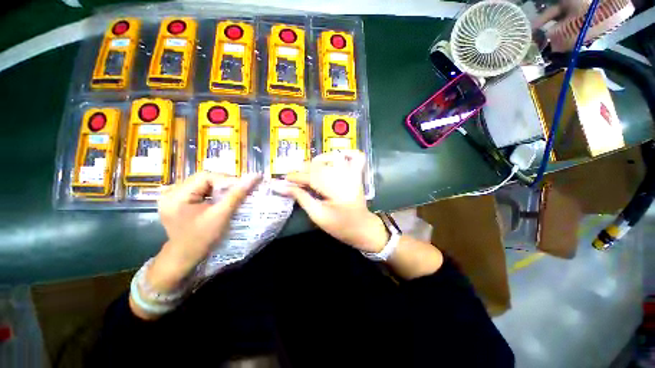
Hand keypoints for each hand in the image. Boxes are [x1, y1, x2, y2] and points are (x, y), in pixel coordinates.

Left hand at [149, 172, 260, 291]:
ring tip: (232, 195)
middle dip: (223, 184)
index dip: (227, 179)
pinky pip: (199, 190)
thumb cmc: (202, 238)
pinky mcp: (178, 201)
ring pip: (203, 184)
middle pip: (203, 179)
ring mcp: (173, 196)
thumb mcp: (221, 215)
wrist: (185, 257)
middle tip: (239, 190)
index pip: (206, 176)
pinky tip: (220, 199)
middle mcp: (171, 192)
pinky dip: (212, 193)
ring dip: (219, 188)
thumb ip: (237, 194)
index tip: (243, 186)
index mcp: (177, 195)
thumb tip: (255, 177)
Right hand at [277, 150, 387, 252]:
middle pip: (321, 166)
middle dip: (304, 168)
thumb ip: (302, 198)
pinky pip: (356, 157)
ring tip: (308, 168)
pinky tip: (334, 159)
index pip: (312, 178)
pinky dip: (345, 153)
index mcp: (337, 192)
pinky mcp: (358, 174)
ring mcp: (354, 174)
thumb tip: (283, 187)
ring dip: (318, 161)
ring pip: (334, 158)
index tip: (285, 178)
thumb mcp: (318, 216)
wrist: (362, 228)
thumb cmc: (340, 226)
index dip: (297, 177)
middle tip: (294, 175)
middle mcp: (347, 178)